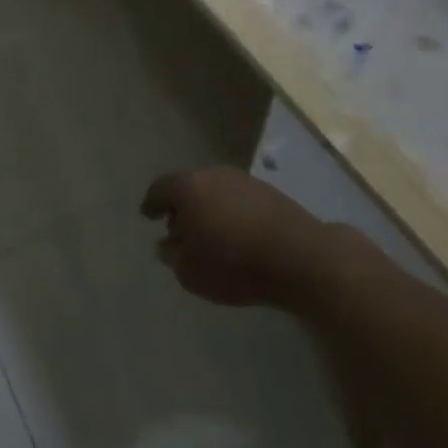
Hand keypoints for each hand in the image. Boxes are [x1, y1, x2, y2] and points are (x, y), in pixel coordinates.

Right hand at [141, 168, 326, 307]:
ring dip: (210, 210)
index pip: (160, 189)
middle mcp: (214, 175)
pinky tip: (237, 236)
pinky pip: (240, 202)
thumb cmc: (234, 263)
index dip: (151, 203)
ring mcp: (245, 181)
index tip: (147, 215)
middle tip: (178, 229)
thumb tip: (167, 245)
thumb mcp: (190, 272)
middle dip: (182, 207)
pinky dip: (233, 215)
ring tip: (210, 235)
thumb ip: (173, 256)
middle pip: (190, 187)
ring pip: (217, 192)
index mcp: (188, 187)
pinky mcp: (272, 194)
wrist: (300, 256)